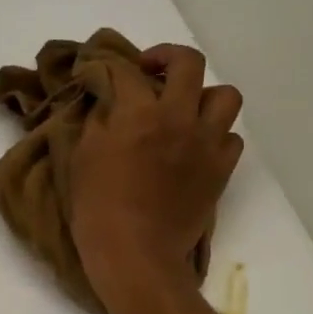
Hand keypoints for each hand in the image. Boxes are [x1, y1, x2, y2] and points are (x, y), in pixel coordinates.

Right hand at [69, 43, 243, 308]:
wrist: (136, 254)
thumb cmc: (98, 210)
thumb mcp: (81, 161)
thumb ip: (96, 124)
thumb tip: (107, 104)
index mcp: (139, 113)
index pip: (127, 72)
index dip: (112, 68)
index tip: (102, 75)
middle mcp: (179, 117)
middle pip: (189, 63)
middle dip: (168, 59)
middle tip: (151, 74)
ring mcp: (206, 143)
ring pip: (224, 96)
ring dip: (204, 97)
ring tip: (186, 112)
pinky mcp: (220, 170)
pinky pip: (231, 138)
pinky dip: (216, 137)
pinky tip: (197, 149)